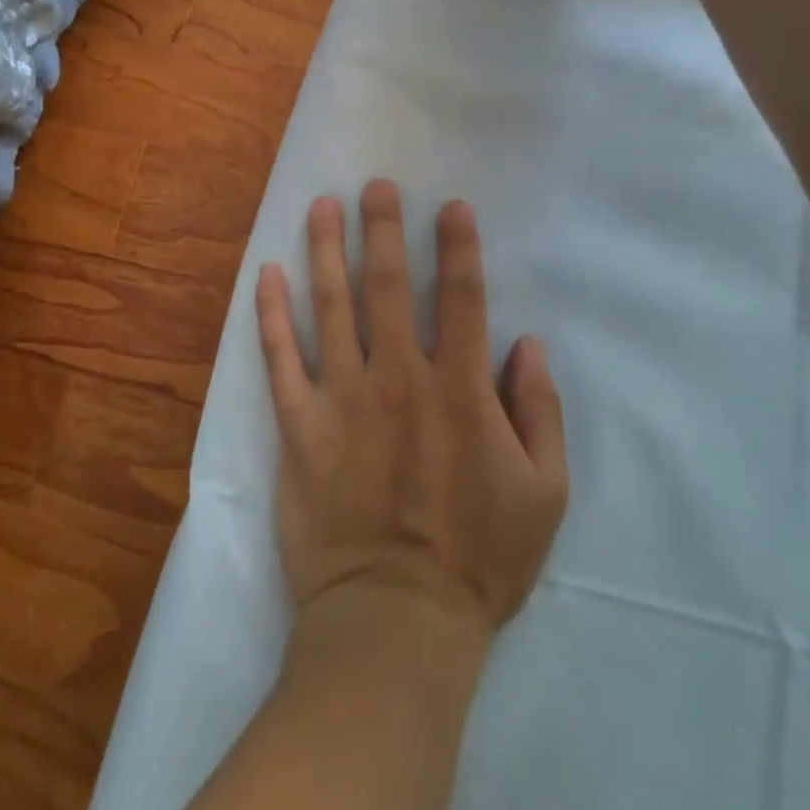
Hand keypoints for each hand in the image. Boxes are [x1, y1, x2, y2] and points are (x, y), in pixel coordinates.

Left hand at [255, 180, 569, 641]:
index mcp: (458, 389)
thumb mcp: (544, 493)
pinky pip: (281, 359)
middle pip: (387, 285)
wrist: (395, 623)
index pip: (460, 297)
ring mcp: (342, 398)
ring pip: (331, 306)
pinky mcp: (300, 426)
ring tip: (321, 205)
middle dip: (383, 228)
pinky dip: (271, 313)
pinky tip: (265, 273)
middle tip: (376, 185)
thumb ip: (540, 411)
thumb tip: (526, 343)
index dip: (457, 246)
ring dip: (325, 250)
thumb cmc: (478, 559)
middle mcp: (397, 377)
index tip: (450, 205)